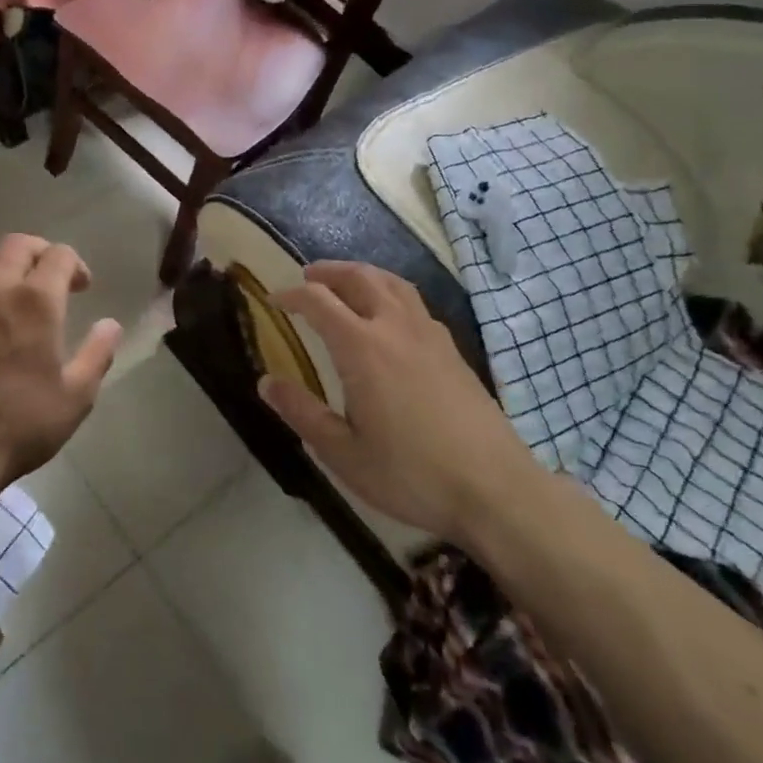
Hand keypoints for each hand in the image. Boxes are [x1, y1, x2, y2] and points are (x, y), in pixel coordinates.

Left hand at [0, 235, 122, 502]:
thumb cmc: (21, 423)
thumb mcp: (76, 396)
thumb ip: (97, 353)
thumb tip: (111, 324)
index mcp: (37, 300)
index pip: (59, 255)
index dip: (75, 265)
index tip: (81, 288)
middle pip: (18, 244)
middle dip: (40, 253)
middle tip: (49, 278)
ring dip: (2, 263)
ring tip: (10, 288)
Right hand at [260, 261, 540, 545]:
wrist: (496, 491)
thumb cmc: (411, 474)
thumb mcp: (343, 454)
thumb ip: (302, 413)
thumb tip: (266, 382)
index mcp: (361, 347)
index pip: (318, 301)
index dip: (291, 295)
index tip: (273, 301)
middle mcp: (394, 327)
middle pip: (359, 277)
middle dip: (328, 272)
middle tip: (307, 278)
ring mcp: (429, 335)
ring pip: (392, 283)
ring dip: (362, 274)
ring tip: (346, 284)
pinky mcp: (452, 350)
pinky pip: (415, 302)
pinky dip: (391, 293)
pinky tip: (389, 317)